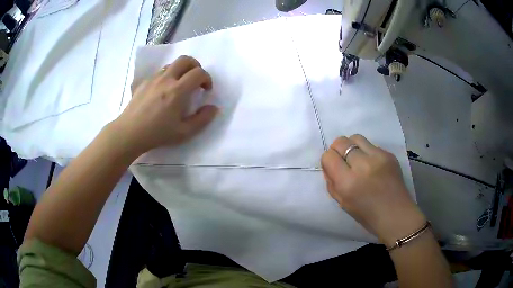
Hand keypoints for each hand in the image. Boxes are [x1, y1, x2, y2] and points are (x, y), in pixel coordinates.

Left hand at [112, 55, 218, 154]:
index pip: (199, 73)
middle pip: (186, 59)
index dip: (207, 78)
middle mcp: (166, 79)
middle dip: (196, 66)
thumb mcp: (184, 132)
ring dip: (181, 70)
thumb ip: (202, 119)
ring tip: (180, 85)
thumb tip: (214, 108)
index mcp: (178, 90)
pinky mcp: (144, 82)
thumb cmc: (157, 134)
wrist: (130, 132)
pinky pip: (159, 72)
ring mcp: (154, 78)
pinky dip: (167, 76)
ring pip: (172, 64)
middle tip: (196, 80)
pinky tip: (163, 91)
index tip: (206, 90)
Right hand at [321, 134, 426, 246]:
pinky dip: (367, 153)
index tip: (333, 168)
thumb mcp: (342, 203)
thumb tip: (330, 166)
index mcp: (348, 182)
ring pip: (356, 137)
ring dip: (352, 146)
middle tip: (343, 161)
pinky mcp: (389, 154)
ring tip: (357, 159)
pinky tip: (373, 165)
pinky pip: (372, 145)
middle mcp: (362, 165)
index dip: (328, 161)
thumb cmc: (367, 215)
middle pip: (341, 141)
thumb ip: (332, 182)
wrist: (396, 214)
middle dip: (338, 150)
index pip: (329, 156)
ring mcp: (378, 157)